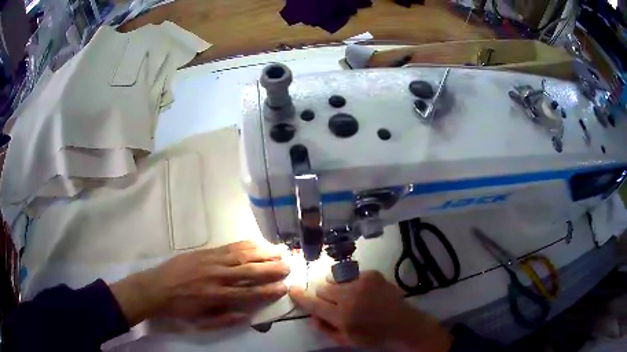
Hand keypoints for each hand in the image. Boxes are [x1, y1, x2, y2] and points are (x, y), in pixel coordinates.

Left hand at [111, 241, 289, 328]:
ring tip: (279, 252)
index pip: (248, 293)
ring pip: (241, 255)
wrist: (155, 287)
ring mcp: (211, 261)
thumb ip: (225, 319)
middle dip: (271, 269)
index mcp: (216, 296)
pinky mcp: (205, 251)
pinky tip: (257, 243)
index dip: (268, 290)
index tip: (283, 287)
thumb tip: (248, 315)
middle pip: (248, 271)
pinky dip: (246, 245)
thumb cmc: (180, 308)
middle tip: (288, 266)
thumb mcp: (201, 321)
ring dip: (262, 253)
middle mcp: (217, 276)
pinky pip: (229, 247)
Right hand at [289, 271, 452, 351]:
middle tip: (333, 303)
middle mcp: (349, 296)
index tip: (292, 288)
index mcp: (342, 316)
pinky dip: (352, 283)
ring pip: (335, 278)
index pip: (313, 303)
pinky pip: (351, 274)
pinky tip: (364, 292)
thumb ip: (325, 328)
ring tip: (350, 297)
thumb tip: (311, 315)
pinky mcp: (372, 274)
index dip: (300, 296)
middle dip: (323, 295)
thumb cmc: (373, 337)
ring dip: (337, 287)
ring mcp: (362, 282)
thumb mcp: (346, 340)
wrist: (403, 324)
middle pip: (322, 287)